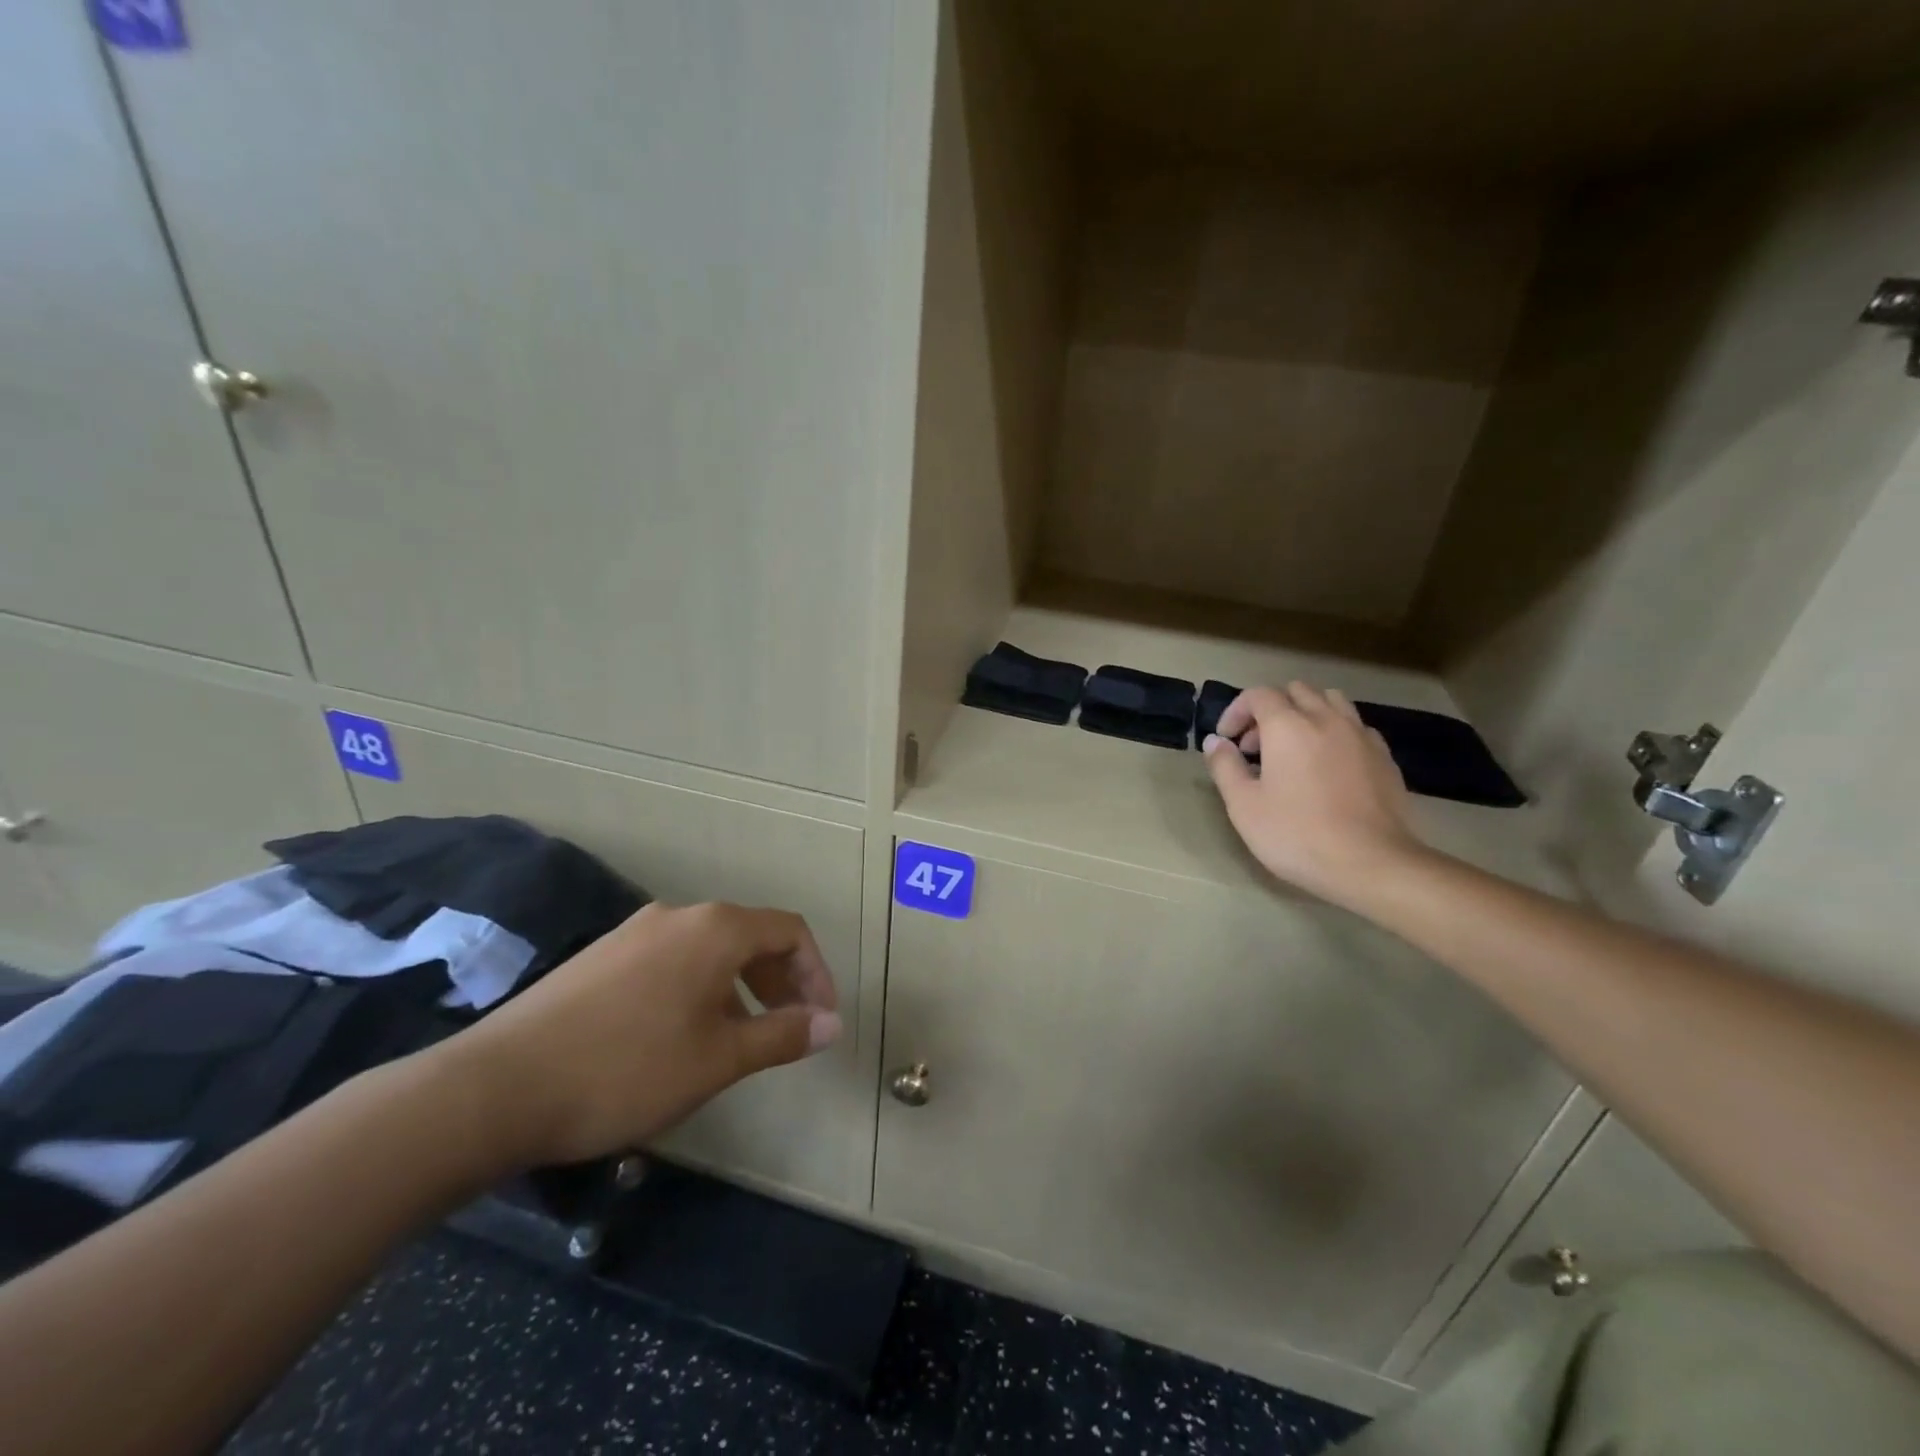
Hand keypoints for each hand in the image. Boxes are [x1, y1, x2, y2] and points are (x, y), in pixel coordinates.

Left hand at [432, 902, 840, 1170]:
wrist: (497, 1087)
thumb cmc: (627, 1070)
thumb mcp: (718, 1059)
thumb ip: (782, 1035)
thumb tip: (832, 1023)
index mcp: (716, 929)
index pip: (790, 931)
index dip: (816, 973)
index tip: (821, 1020)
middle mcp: (679, 916)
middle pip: (751, 935)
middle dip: (780, 980)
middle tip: (788, 1029)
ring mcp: (635, 932)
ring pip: (710, 949)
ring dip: (740, 986)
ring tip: (738, 1039)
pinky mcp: (602, 956)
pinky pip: (672, 960)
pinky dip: (699, 987)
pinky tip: (681, 1036)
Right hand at [1203, 682, 1425, 906]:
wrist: (1372, 864)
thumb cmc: (1297, 834)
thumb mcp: (1244, 805)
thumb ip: (1225, 766)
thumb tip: (1215, 741)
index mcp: (1288, 726)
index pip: (1258, 695)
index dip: (1236, 711)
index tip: (1227, 741)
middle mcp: (1326, 718)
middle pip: (1296, 691)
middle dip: (1270, 710)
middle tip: (1256, 746)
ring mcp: (1361, 735)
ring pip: (1330, 701)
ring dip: (1306, 713)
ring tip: (1294, 748)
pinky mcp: (1384, 756)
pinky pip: (1355, 726)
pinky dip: (1334, 732)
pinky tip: (1328, 764)